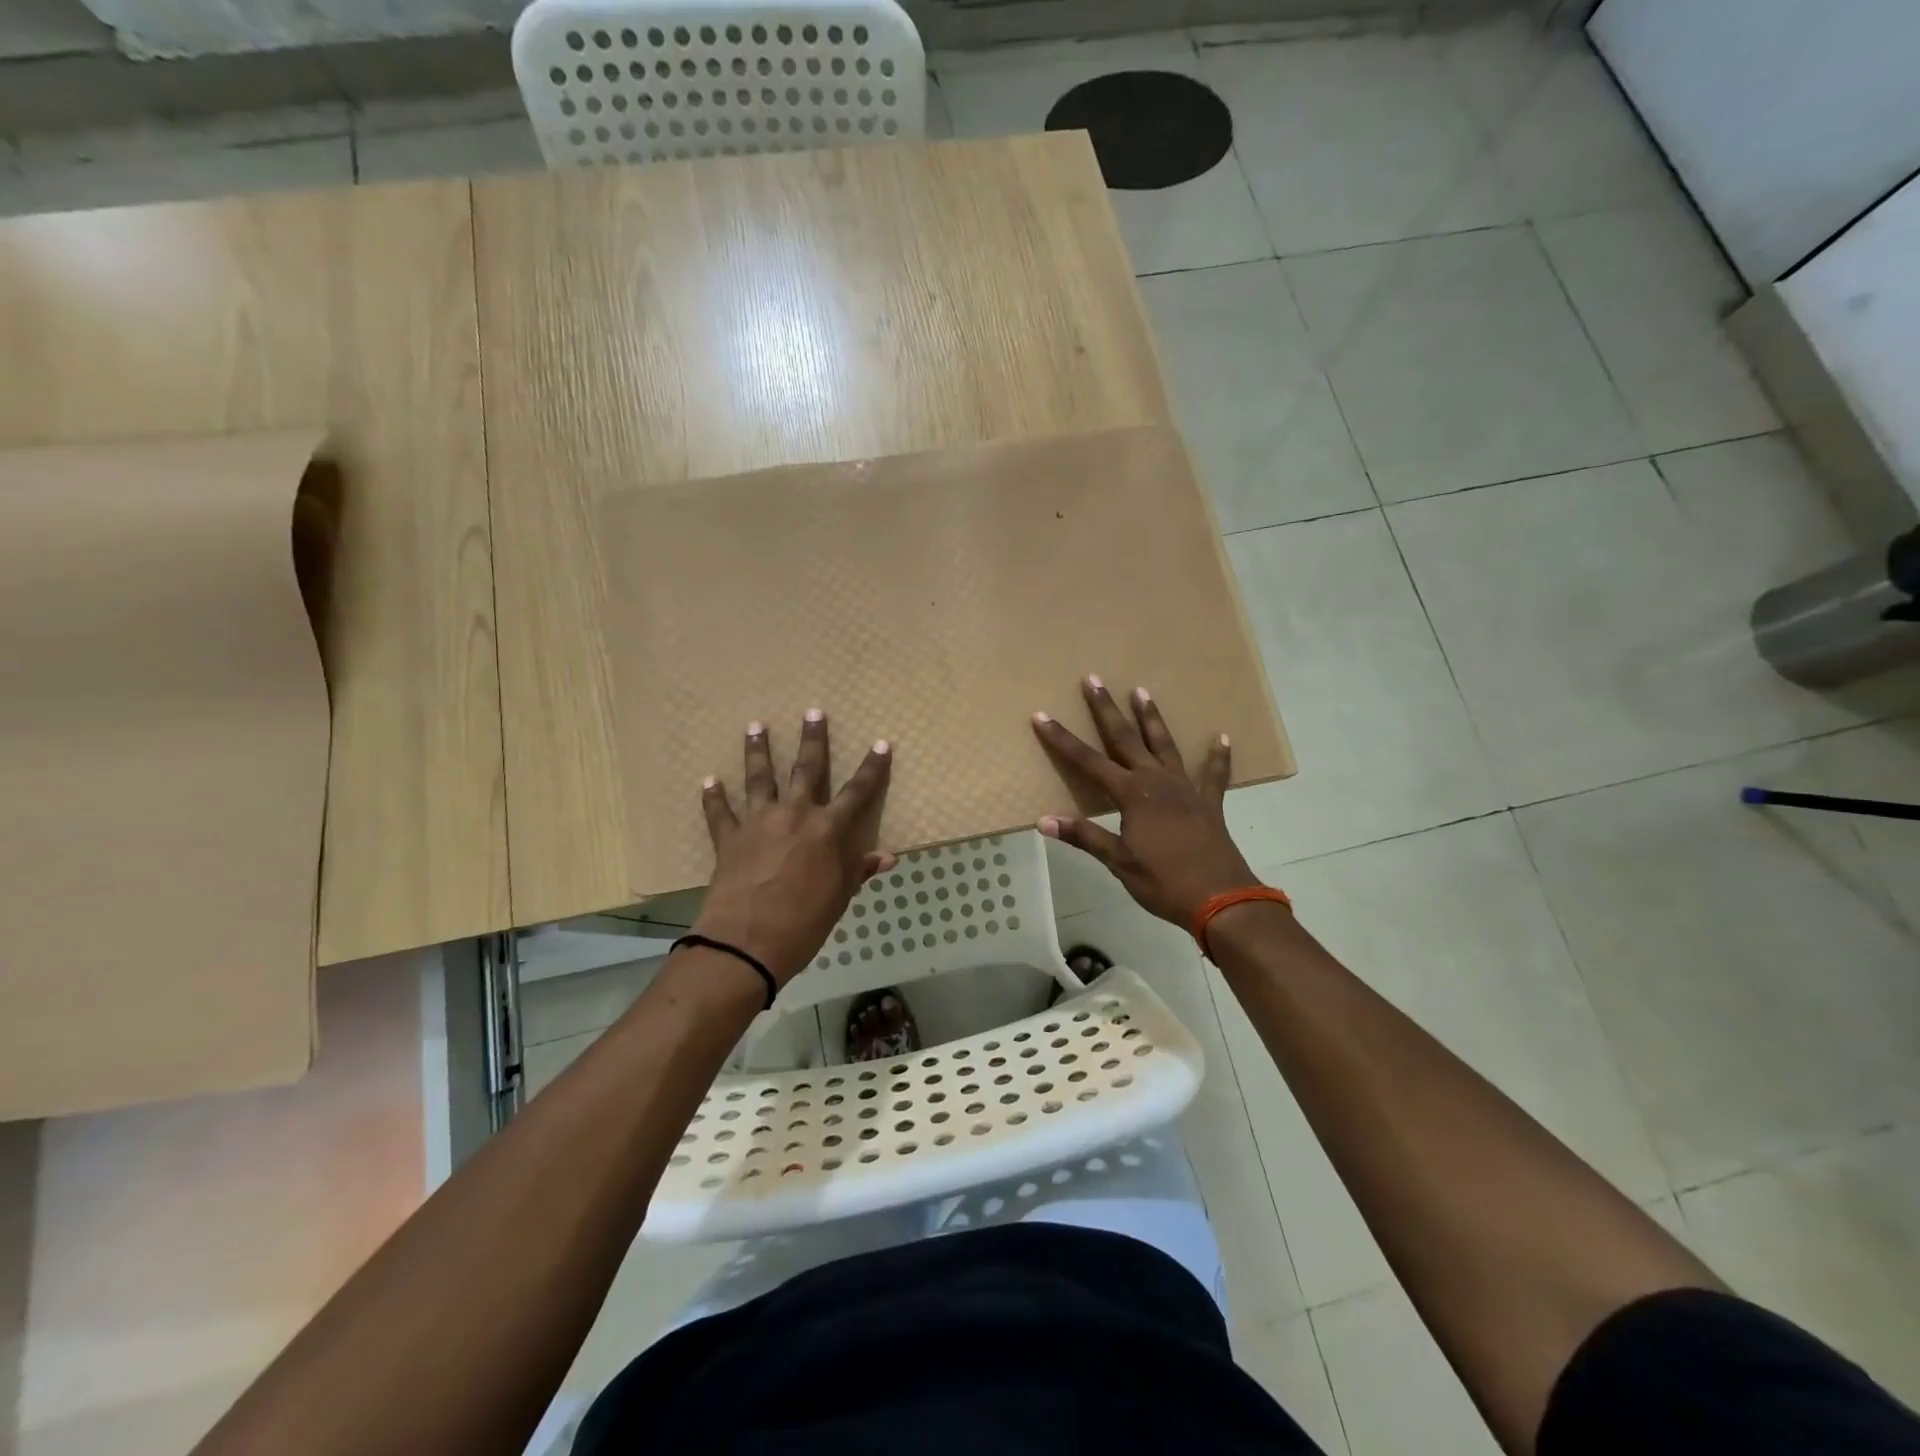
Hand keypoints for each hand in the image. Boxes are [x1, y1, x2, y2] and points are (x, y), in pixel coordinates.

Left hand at [692, 712, 896, 984]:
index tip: (881, 744)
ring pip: (759, 777)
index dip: (872, 768)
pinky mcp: (729, 837)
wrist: (747, 942)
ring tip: (755, 726)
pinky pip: (719, 812)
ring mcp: (759, 822)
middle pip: (807, 769)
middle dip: (813, 739)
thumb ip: (859, 870)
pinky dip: (713, 797)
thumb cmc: (804, 922)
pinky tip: (709, 781)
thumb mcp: (839, 897)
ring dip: (758, 750)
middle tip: (813, 712)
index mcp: (828, 829)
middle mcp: (795, 814)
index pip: (858, 792)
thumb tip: (887, 857)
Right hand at [1031, 677, 1259, 928]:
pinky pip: (1213, 774)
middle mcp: (1157, 782)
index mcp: (1132, 795)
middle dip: (1107, 709)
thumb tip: (1044, 820)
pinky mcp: (1209, 802)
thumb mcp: (1118, 862)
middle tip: (1094, 679)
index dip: (1063, 739)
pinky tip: (1221, 737)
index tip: (1042, 716)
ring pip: (1165, 745)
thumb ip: (1084, 836)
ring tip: (1142, 690)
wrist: (1221, 899)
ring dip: (1151, 718)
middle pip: (1126, 739)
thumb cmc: (1163, 882)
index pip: (1088, 761)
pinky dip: (1217, 756)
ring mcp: (1186, 789)